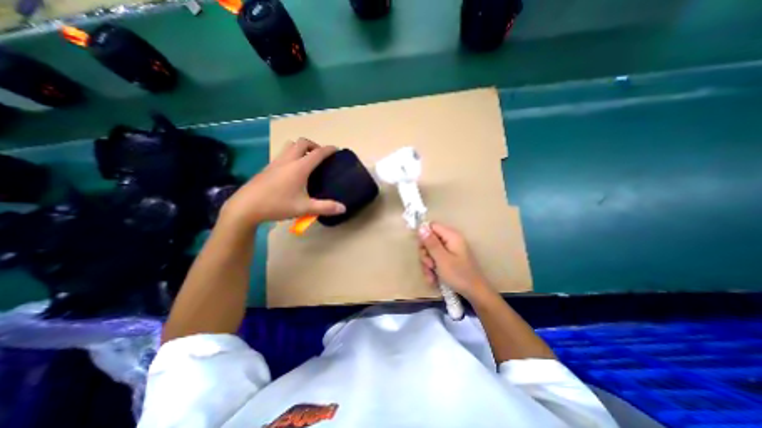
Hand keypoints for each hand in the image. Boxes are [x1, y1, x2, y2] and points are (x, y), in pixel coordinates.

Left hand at [220, 139, 345, 229]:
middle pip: (302, 142)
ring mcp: (275, 162)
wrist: (246, 207)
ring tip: (306, 159)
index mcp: (299, 167)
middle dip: (314, 145)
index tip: (337, 150)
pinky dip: (291, 155)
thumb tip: (344, 208)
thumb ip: (325, 207)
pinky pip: (282, 154)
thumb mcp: (304, 208)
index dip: (329, 150)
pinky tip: (292, 170)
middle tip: (320, 156)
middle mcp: (288, 160)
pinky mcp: (267, 168)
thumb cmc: (277, 205)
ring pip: (290, 145)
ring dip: (301, 148)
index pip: (318, 153)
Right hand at [419, 225, 490, 300]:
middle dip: (426, 254)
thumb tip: (421, 227)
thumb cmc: (459, 275)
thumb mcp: (441, 259)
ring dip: (428, 264)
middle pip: (430, 240)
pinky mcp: (449, 259)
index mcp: (451, 236)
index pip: (432, 226)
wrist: (474, 293)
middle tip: (429, 265)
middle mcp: (450, 240)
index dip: (424, 236)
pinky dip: (432, 269)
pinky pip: (435, 259)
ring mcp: (450, 250)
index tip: (421, 248)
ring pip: (431, 252)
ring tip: (431, 275)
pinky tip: (433, 279)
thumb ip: (431, 243)